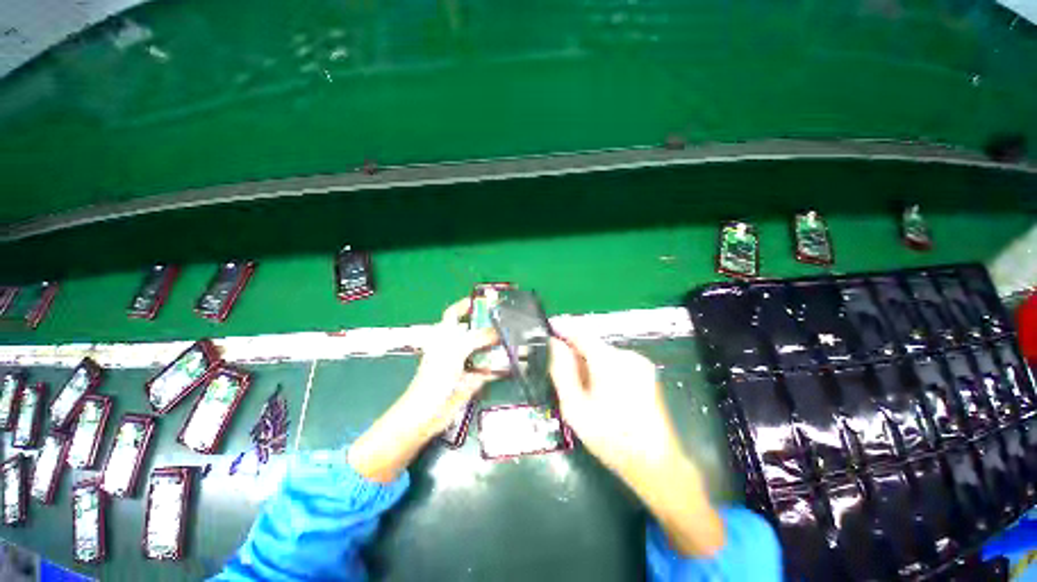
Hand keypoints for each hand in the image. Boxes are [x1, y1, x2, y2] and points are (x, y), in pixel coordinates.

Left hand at [349, 299, 497, 481]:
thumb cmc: (435, 375)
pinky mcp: (472, 379)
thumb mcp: (456, 349)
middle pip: (474, 331)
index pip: (455, 313)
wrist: (429, 413)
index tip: (482, 299)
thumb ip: (478, 337)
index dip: (465, 304)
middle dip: (489, 326)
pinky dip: (499, 367)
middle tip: (508, 321)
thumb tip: (498, 329)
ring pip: (484, 350)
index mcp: (446, 335)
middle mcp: (456, 347)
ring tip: (515, 339)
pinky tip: (512, 363)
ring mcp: (465, 363)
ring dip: (497, 346)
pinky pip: (489, 370)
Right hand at [549, 334, 723, 556]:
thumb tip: (554, 344)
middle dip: (576, 353)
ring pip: (603, 353)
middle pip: (592, 344)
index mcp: (608, 361)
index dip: (563, 328)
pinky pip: (616, 361)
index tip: (549, 329)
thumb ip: (562, 371)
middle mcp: (626, 355)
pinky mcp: (646, 372)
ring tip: (583, 389)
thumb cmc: (610, 437)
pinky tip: (601, 392)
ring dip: (589, 362)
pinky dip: (603, 369)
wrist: (654, 462)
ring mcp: (640, 363)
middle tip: (563, 374)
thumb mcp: (575, 407)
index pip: (581, 332)